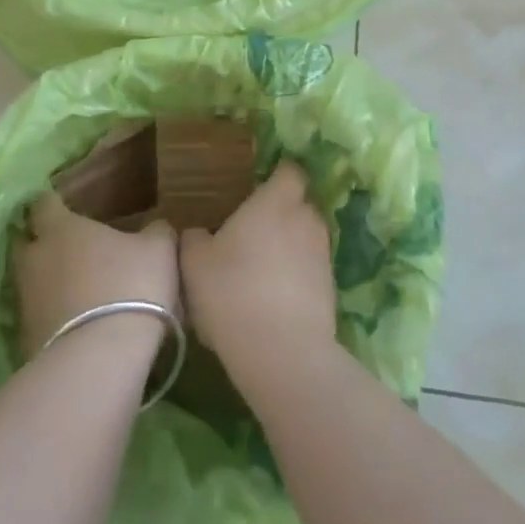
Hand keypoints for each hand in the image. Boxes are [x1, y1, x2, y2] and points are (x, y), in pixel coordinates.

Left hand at [15, 193, 179, 358]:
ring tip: (78, 289)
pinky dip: (52, 315)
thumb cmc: (130, 286)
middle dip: (43, 243)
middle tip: (71, 248)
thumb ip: (156, 231)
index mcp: (61, 229)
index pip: (44, 204)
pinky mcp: (26, 337)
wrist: (101, 357)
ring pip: (31, 281)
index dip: (55, 204)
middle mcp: (35, 259)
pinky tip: (77, 322)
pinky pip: (38, 316)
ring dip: (49, 282)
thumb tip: (156, 226)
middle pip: (28, 242)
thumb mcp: (159, 250)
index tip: (66, 206)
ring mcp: (26, 300)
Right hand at [179, 162, 335, 383]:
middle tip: (252, 229)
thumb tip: (197, 233)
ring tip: (262, 266)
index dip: (277, 175)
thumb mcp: (194, 263)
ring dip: (289, 245)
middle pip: (299, 204)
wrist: (282, 352)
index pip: (289, 171)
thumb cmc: (232, 292)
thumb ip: (194, 238)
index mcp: (275, 202)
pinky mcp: (331, 287)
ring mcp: (323, 254)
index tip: (259, 186)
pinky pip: (311, 269)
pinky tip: (273, 296)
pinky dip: (296, 275)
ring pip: (306, 237)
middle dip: (281, 212)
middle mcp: (305, 219)